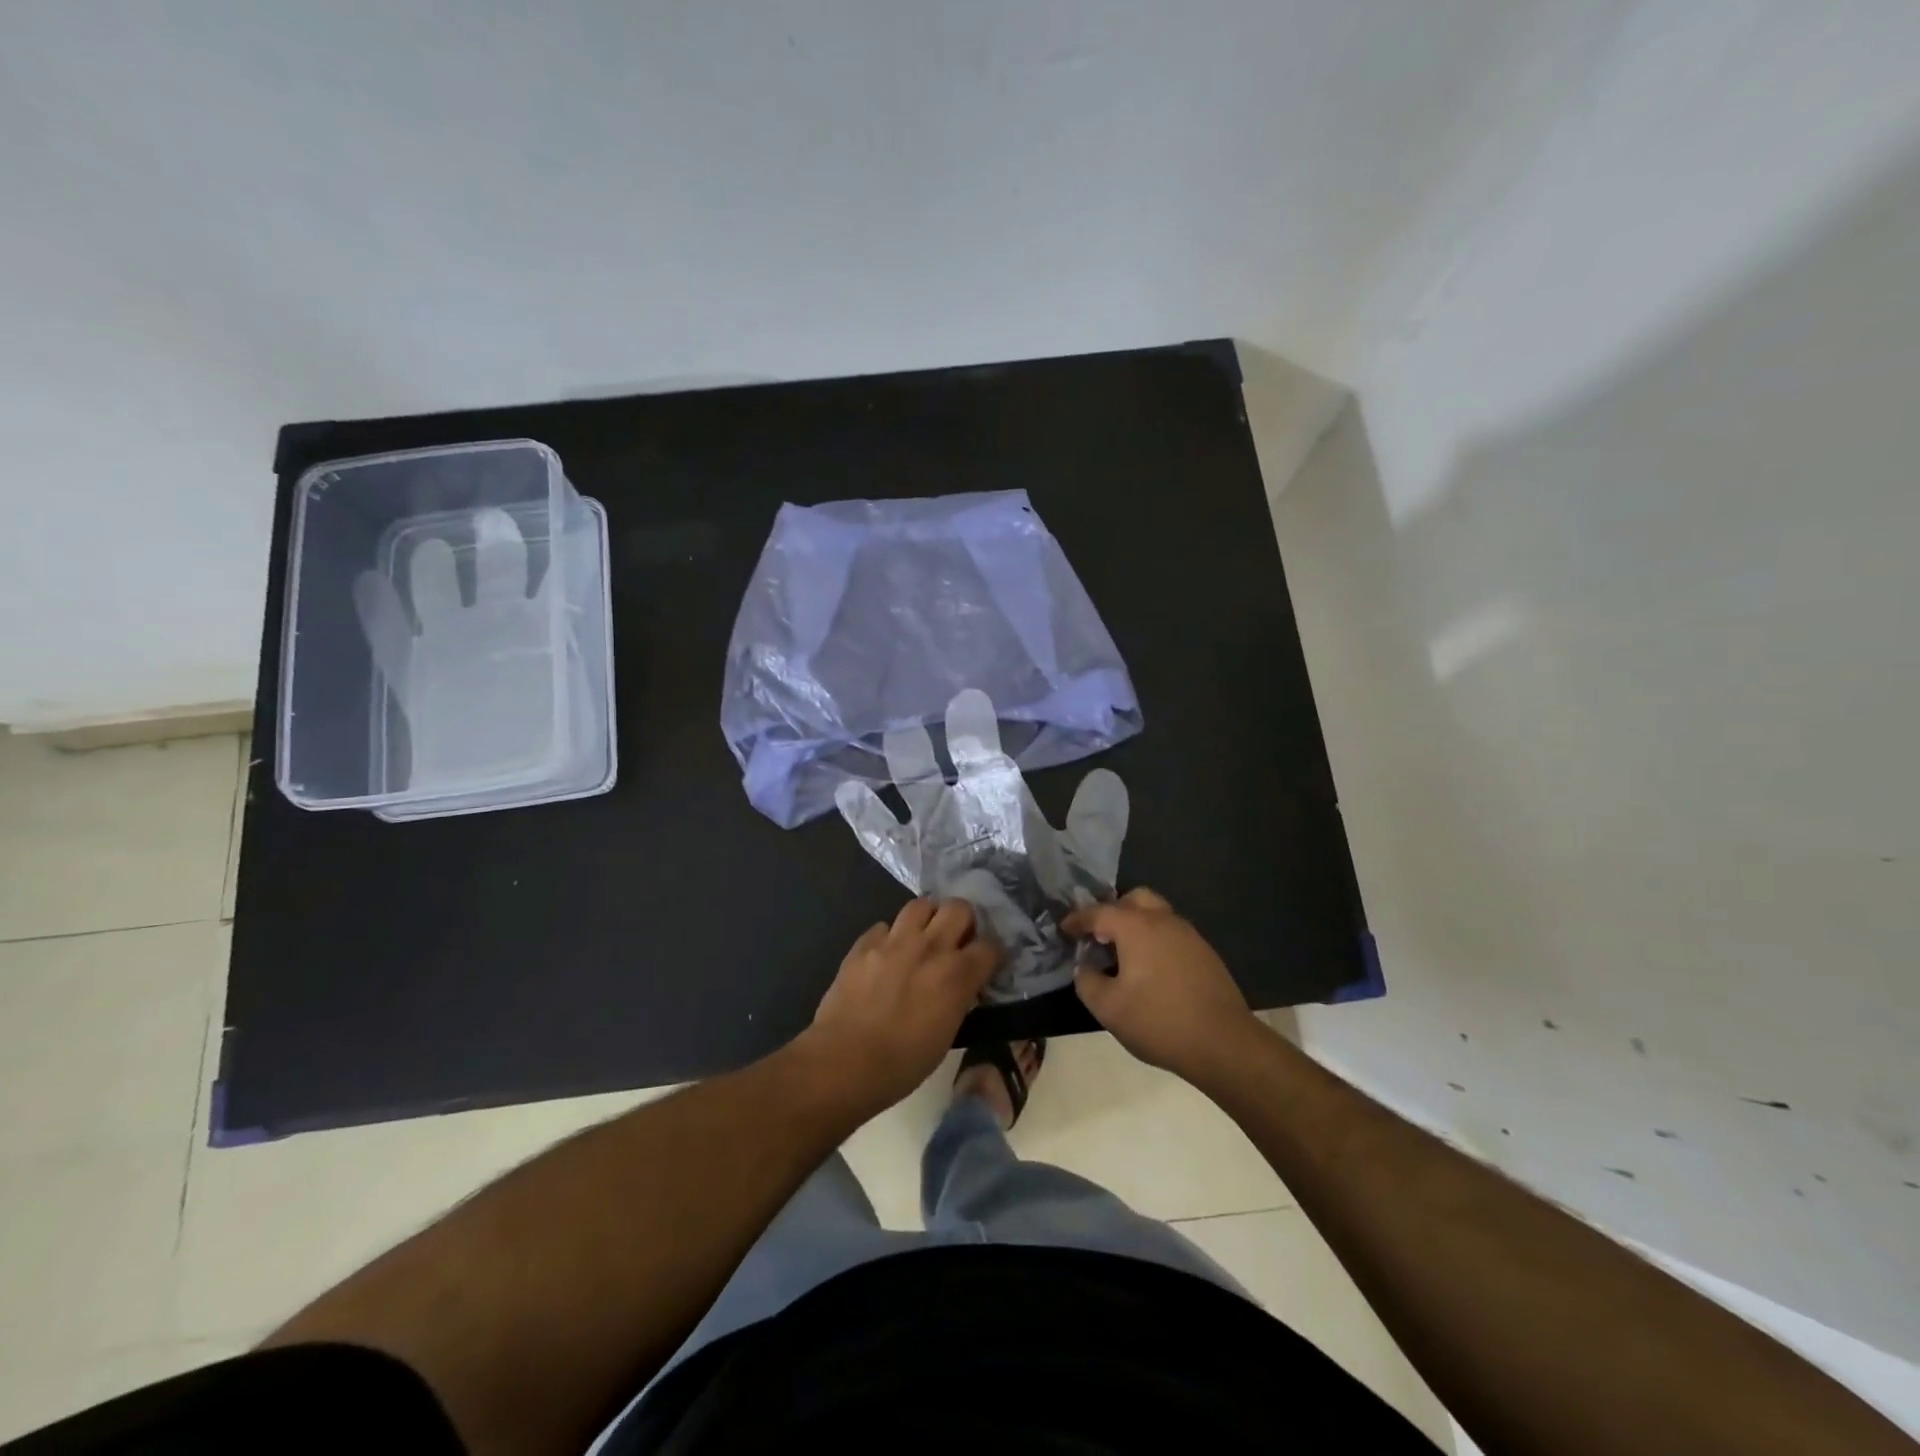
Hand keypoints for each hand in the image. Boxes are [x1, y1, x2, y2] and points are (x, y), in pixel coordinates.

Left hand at [803, 898, 1001, 1113]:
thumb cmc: (902, 1063)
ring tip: (923, 938)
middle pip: (959, 907)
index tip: (986, 965)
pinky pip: (884, 926)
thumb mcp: (946, 1035)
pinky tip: (886, 956)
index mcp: (956, 974)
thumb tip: (962, 985)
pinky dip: (890, 937)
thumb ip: (959, 998)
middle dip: (963, 921)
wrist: (843, 1062)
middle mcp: (929, 947)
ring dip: (928, 918)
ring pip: (921, 905)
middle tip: (956, 941)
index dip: (991, 955)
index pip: (990, 946)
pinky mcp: (863, 944)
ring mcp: (893, 941)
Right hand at [1065, 888, 1259, 1084]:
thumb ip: (1087, 981)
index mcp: (1136, 927)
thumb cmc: (1159, 1021)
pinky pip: (1172, 934)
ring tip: (1123, 954)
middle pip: (1134, 899)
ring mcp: (1189, 935)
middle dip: (1113, 911)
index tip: (1064, 929)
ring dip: (1136, 925)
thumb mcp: (1108, 1008)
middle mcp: (1163, 920)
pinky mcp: (1205, 953)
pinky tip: (1151, 970)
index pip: (1098, 912)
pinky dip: (1155, 941)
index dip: (1077, 920)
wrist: (1223, 1043)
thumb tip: (1086, 967)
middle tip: (1099, 935)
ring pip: (1157, 915)